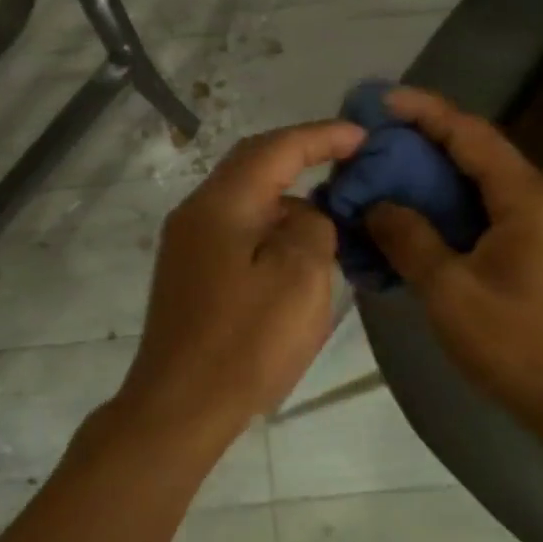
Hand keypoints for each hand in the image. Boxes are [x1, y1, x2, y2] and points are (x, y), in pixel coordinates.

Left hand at [103, 120, 365, 454]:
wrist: (179, 406)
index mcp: (221, 204)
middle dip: (302, 155)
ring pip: (245, 199)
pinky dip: (271, 226)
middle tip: (348, 158)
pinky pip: (237, 229)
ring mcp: (187, 244)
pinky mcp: (189, 273)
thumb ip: (312, 227)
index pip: (276, 148)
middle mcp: (197, 212)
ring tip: (332, 208)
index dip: (322, 136)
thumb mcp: (300, 278)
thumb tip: (305, 215)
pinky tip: (297, 249)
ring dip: (287, 195)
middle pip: (253, 164)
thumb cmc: (244, 343)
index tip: (363, 135)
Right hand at [364, 88, 542, 428]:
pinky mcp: (542, 256)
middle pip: (478, 155)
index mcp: (529, 199)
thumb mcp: (451, 292)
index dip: (424, 111)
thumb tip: (376, 205)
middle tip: (372, 144)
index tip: (380, 100)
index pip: (471, 134)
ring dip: (435, 180)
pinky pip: (490, 216)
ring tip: (385, 179)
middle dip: (424, 144)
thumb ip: (410, 239)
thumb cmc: (519, 345)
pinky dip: (451, 211)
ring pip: (482, 187)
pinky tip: (419, 224)